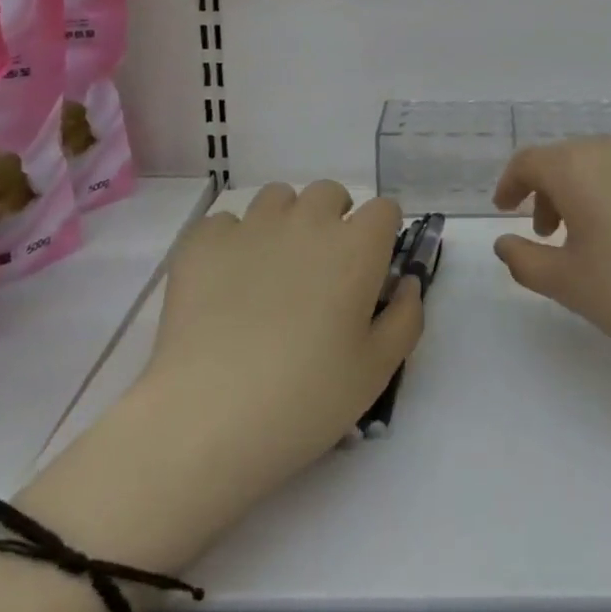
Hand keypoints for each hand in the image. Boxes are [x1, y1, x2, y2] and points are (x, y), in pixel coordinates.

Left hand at [142, 181, 421, 501]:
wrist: (206, 418)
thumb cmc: (305, 399)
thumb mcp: (376, 371)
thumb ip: (405, 317)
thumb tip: (406, 283)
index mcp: (357, 247)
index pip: (384, 209)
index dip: (381, 234)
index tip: (371, 266)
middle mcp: (308, 222)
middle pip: (330, 193)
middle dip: (334, 218)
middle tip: (322, 268)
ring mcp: (252, 226)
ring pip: (278, 198)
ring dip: (284, 221)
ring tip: (272, 268)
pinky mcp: (204, 243)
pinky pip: (225, 222)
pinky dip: (232, 242)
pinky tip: (225, 282)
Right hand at [492, 137, 610, 377]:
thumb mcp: (567, 284)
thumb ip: (524, 258)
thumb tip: (505, 241)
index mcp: (580, 167)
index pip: (530, 161)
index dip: (510, 183)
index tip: (506, 210)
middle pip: (569, 159)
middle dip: (550, 191)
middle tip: (549, 234)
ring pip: (608, 164)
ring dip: (588, 191)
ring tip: (593, 236)